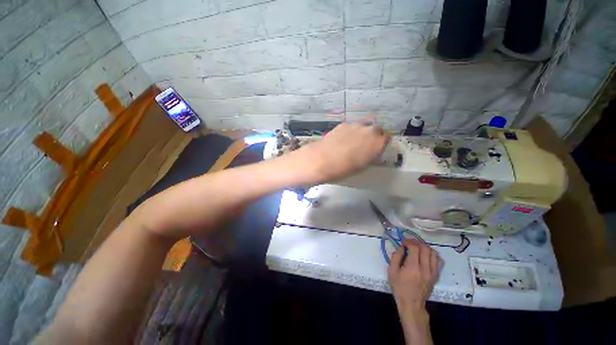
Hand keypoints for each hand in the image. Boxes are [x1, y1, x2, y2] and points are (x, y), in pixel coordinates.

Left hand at [294, 122, 387, 183]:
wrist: (323, 160)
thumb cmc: (344, 168)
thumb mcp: (362, 166)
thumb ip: (370, 155)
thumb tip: (370, 152)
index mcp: (377, 143)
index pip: (387, 137)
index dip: (382, 142)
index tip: (377, 147)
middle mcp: (369, 131)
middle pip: (376, 130)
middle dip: (373, 136)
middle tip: (364, 145)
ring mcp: (356, 125)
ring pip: (363, 127)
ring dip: (361, 133)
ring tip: (350, 143)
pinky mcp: (344, 124)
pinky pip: (351, 127)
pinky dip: (349, 132)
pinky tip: (340, 140)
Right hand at [388, 239, 439, 313]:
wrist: (411, 304)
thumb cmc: (399, 287)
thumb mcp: (391, 271)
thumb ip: (396, 257)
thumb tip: (402, 247)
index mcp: (413, 267)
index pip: (415, 248)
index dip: (408, 242)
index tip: (403, 243)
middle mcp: (425, 269)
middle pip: (425, 248)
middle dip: (416, 242)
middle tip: (410, 243)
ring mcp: (432, 272)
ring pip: (433, 253)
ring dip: (425, 247)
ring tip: (417, 249)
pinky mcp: (436, 276)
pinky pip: (438, 261)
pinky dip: (432, 255)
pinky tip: (425, 256)